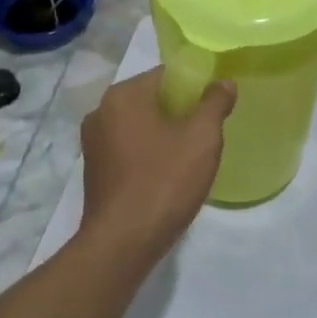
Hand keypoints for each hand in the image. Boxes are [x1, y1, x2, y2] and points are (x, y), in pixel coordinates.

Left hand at [79, 69, 236, 259]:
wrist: (123, 243)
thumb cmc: (164, 181)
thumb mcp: (202, 138)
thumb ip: (215, 103)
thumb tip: (223, 83)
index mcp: (123, 96)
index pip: (166, 74)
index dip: (195, 86)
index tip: (216, 106)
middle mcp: (101, 112)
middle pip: (152, 98)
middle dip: (181, 111)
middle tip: (208, 132)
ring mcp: (93, 143)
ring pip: (140, 125)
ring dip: (165, 134)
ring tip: (191, 155)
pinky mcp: (94, 170)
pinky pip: (129, 148)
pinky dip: (149, 153)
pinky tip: (168, 174)